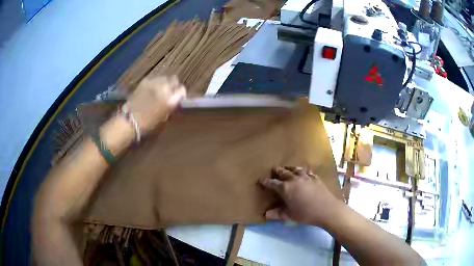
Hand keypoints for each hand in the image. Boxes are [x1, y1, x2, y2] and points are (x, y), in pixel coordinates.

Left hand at [125, 75, 185, 133]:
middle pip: (174, 79)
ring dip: (164, 83)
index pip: (182, 90)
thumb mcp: (164, 116)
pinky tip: (151, 90)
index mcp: (171, 99)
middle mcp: (164, 87)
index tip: (179, 97)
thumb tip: (175, 99)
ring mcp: (154, 82)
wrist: (130, 120)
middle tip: (170, 92)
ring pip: (164, 77)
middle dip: (173, 85)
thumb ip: (172, 105)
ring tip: (159, 90)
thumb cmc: (148, 123)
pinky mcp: (145, 81)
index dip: (181, 93)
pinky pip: (154, 79)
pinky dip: (155, 83)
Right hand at [260, 166, 340, 226]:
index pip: (273, 183)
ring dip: (290, 168)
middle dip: (278, 171)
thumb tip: (266, 214)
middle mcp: (294, 179)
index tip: (261, 179)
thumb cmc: (305, 213)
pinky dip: (303, 171)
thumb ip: (277, 214)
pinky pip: (307, 171)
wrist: (326, 209)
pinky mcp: (315, 178)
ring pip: (296, 169)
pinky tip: (304, 172)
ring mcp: (306, 177)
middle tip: (274, 169)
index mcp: (285, 188)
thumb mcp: (289, 215)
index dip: (266, 181)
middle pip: (284, 172)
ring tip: (287, 168)